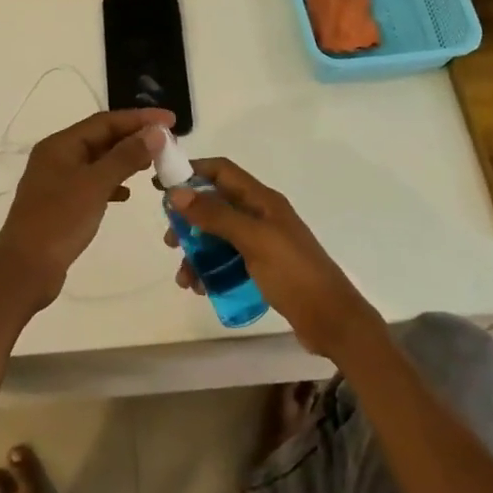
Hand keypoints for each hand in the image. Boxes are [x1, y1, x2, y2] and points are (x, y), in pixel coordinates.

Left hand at [0, 107, 174, 315]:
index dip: (139, 118)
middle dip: (134, 137)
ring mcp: (57, 181)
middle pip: (101, 138)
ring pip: (98, 161)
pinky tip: (128, 193)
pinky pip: (93, 183)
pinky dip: (112, 184)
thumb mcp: (95, 185)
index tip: (170, 120)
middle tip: (167, 142)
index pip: (105, 121)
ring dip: (125, 159)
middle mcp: (56, 157)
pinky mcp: (61, 204)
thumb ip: (125, 156)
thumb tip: (155, 133)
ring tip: (153, 164)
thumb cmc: (59, 222)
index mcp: (60, 145)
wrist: (25, 270)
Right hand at [166, 159, 379, 358]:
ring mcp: (262, 242)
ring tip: (183, 277)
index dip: (192, 171)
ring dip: (196, 252)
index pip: (222, 171)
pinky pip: (227, 260)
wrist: (332, 321)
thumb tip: (176, 192)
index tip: (160, 184)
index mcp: (262, 200)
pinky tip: (200, 288)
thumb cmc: (294, 273)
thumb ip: (216, 215)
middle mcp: (261, 215)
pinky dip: (210, 270)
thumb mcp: (253, 240)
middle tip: (170, 240)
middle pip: (216, 204)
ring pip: (218, 236)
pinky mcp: (262, 268)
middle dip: (189, 219)